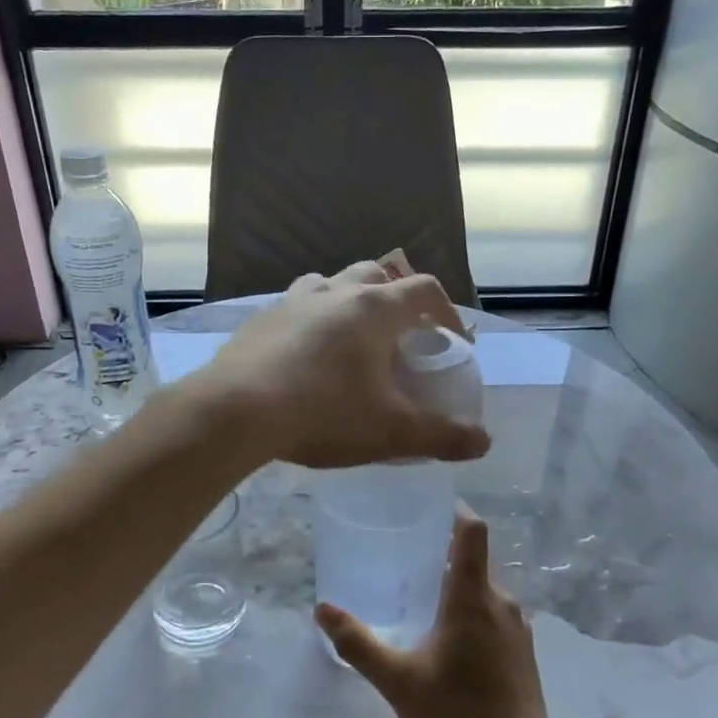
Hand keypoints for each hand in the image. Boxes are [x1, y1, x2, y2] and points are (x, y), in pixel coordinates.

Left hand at [200, 262, 489, 468]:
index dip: (448, 312)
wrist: (234, 412)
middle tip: (402, 334)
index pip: (424, 290)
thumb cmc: (322, 413)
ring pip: (331, 284)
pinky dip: (312, 320)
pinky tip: (305, 356)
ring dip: (350, 301)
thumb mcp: (390, 432)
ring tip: (353, 338)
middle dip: (397, 298)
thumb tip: (483, 443)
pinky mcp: (259, 319)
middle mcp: (333, 292)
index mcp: (373, 309)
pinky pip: (296, 307)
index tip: (453, 341)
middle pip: (377, 274)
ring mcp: (291, 301)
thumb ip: (441, 436)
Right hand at [317, 506, 562, 717]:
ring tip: (419, 593)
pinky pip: (494, 612)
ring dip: (456, 583)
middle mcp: (502, 602)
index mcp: (473, 597)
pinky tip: (447, 636)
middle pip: (474, 558)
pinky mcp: (523, 652)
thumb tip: (322, 608)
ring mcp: (518, 628)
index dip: (453, 510)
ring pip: (485, 588)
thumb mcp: (399, 681)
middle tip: (403, 553)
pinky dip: (470, 608)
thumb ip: (358, 644)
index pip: (472, 531)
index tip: (426, 504)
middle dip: (442, 551)